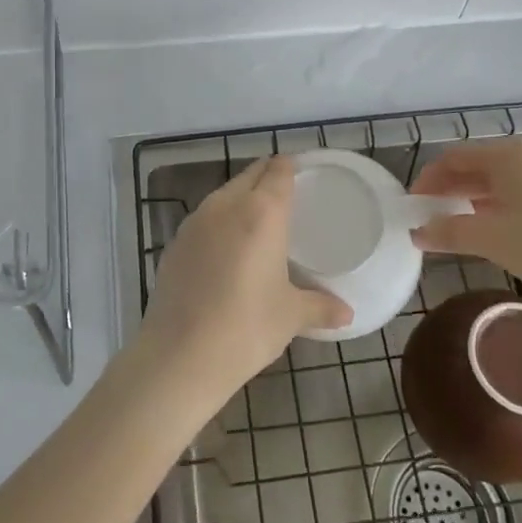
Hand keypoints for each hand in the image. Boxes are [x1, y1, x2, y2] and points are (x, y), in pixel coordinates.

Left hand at [141, 156, 352, 399]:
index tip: (301, 172)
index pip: (278, 171)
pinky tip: (225, 250)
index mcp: (261, 212)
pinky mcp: (174, 244)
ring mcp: (194, 223)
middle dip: (267, 178)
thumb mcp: (290, 316)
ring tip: (257, 221)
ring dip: (240, 198)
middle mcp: (225, 206)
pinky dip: (218, 223)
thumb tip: (347, 313)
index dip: (290, 167)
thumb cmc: (247, 327)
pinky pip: (203, 220)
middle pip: (249, 176)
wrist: (180, 355)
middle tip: (285, 195)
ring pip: (223, 195)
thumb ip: (320, 307)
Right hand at [408, 137, 521, 322]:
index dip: (430, 179)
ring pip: (509, 173)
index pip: (457, 157)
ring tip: (463, 220)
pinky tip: (503, 222)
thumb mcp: (494, 242)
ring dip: (480, 193)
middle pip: (483, 162)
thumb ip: (449, 232)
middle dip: (454, 186)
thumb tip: (416, 232)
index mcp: (514, 153)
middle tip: (433, 214)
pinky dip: (509, 197)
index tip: (414, 205)